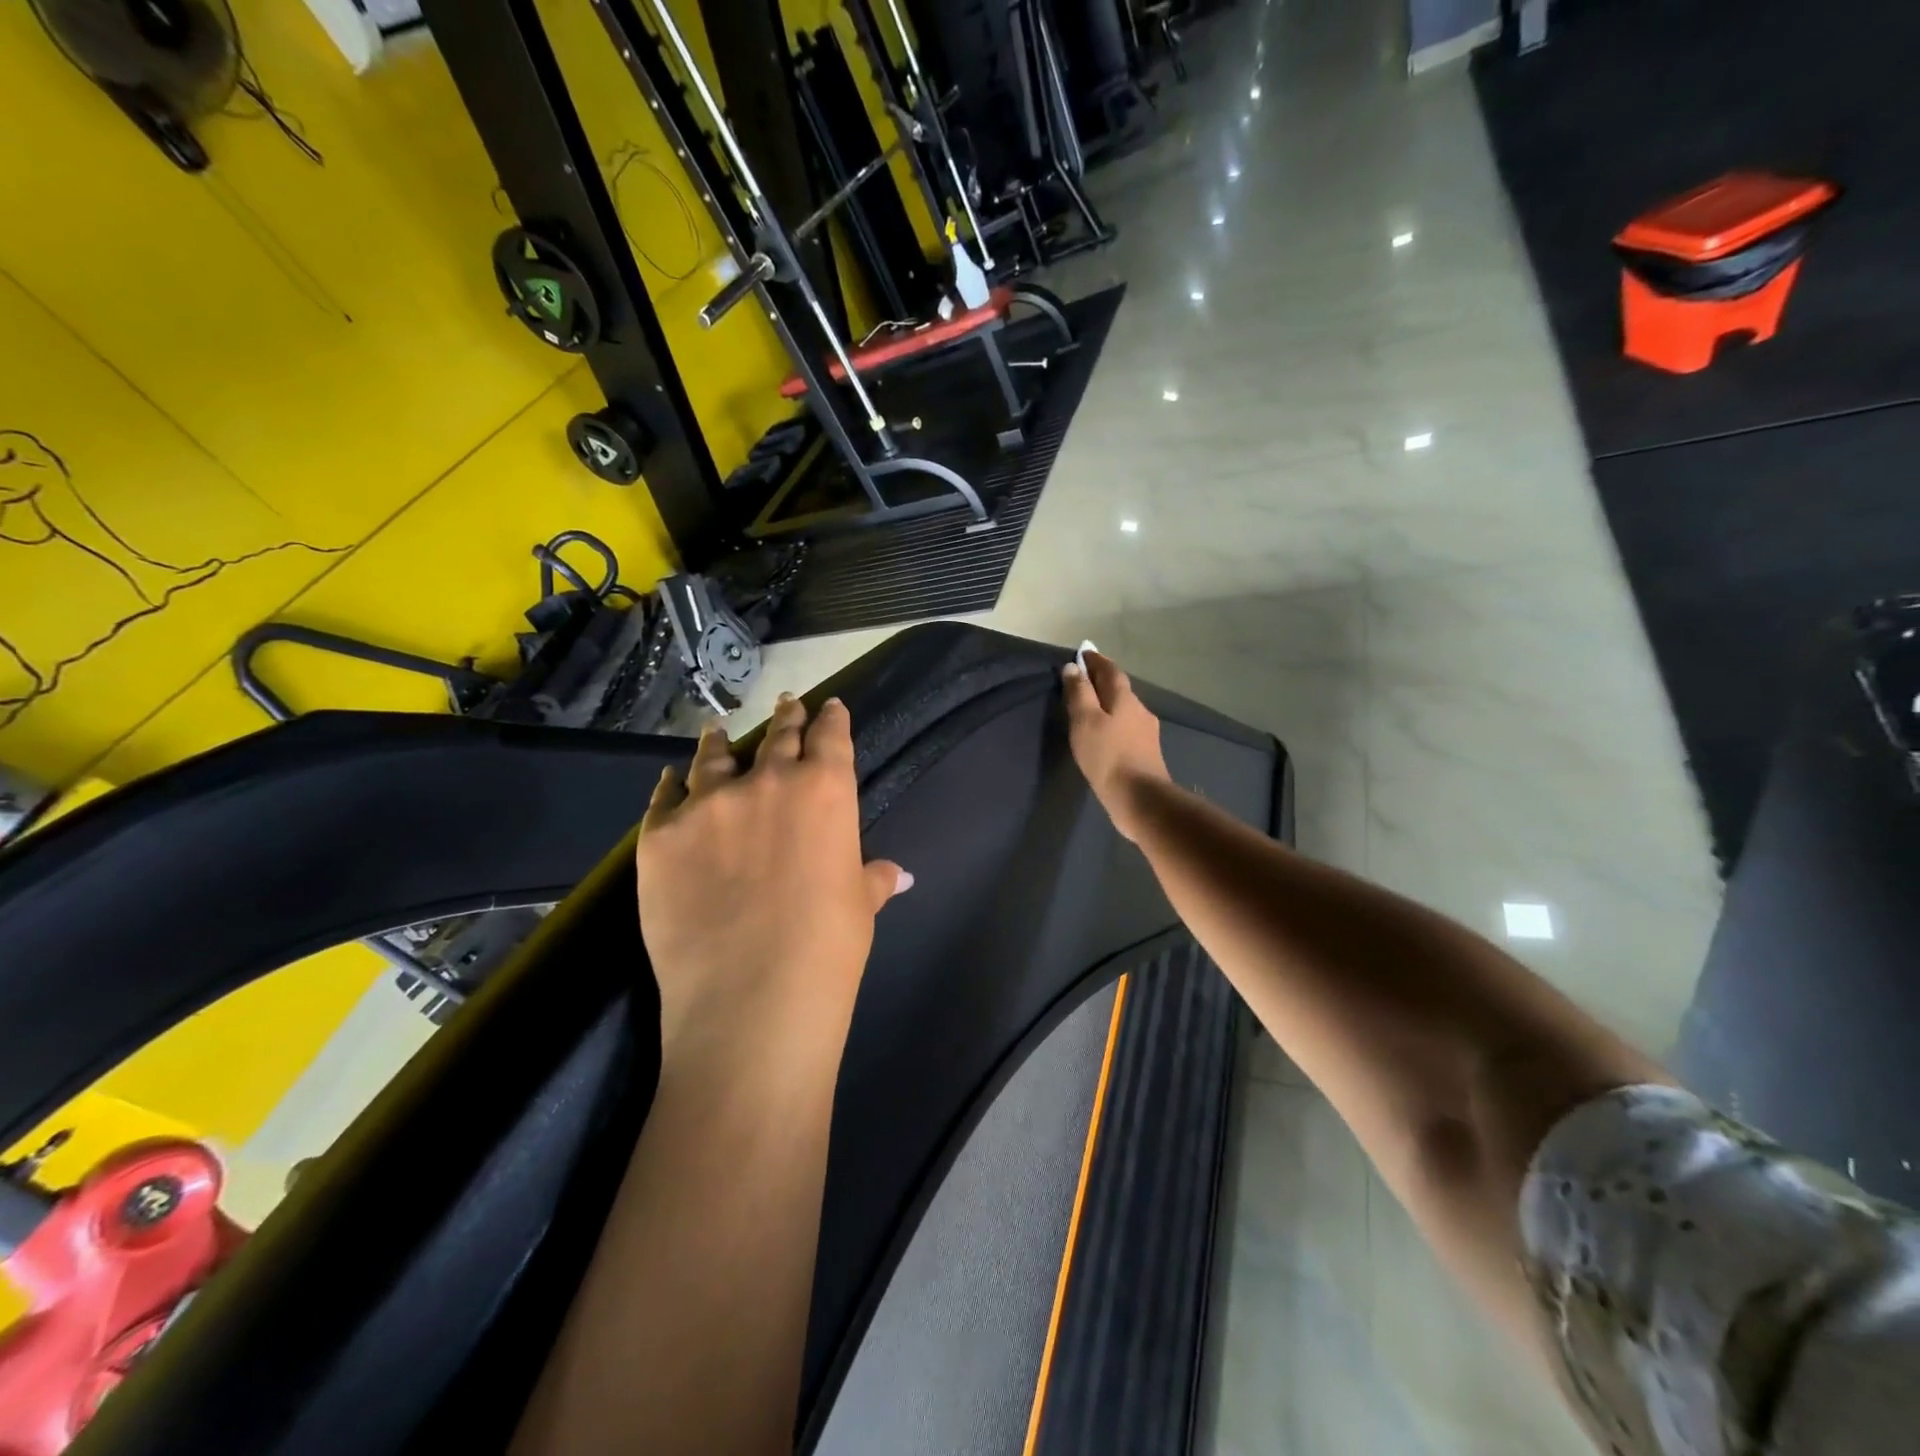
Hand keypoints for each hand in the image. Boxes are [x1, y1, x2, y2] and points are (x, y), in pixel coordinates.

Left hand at [635, 694, 909, 1055]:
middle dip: (786, 719)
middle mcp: (767, 782)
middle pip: (777, 737)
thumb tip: (897, 874)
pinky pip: (664, 798)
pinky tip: (671, 780)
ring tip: (717, 731)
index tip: (830, 707)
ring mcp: (708, 805)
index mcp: (825, 791)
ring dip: (719, 742)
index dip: (832, 719)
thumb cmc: (827, 949)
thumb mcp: (859, 907)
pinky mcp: (660, 836)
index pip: (831, 738)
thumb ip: (871, 878)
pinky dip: (670, 786)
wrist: (751, 997)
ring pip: (713, 758)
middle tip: (786, 704)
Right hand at [1061, 652, 1170, 841]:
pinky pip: (1126, 729)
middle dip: (1102, 681)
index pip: (1110, 670)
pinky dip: (1113, 724)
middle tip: (1082, 679)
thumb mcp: (1085, 721)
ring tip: (1089, 708)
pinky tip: (1104, 735)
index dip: (1096, 661)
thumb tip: (1074, 667)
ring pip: (1124, 709)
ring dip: (1108, 704)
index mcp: (1125, 698)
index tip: (1082, 653)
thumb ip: (1079, 693)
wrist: (1140, 799)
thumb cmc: (1107, 756)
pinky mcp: (1146, 753)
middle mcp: (1140, 710)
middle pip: (1119, 689)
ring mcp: (1146, 733)